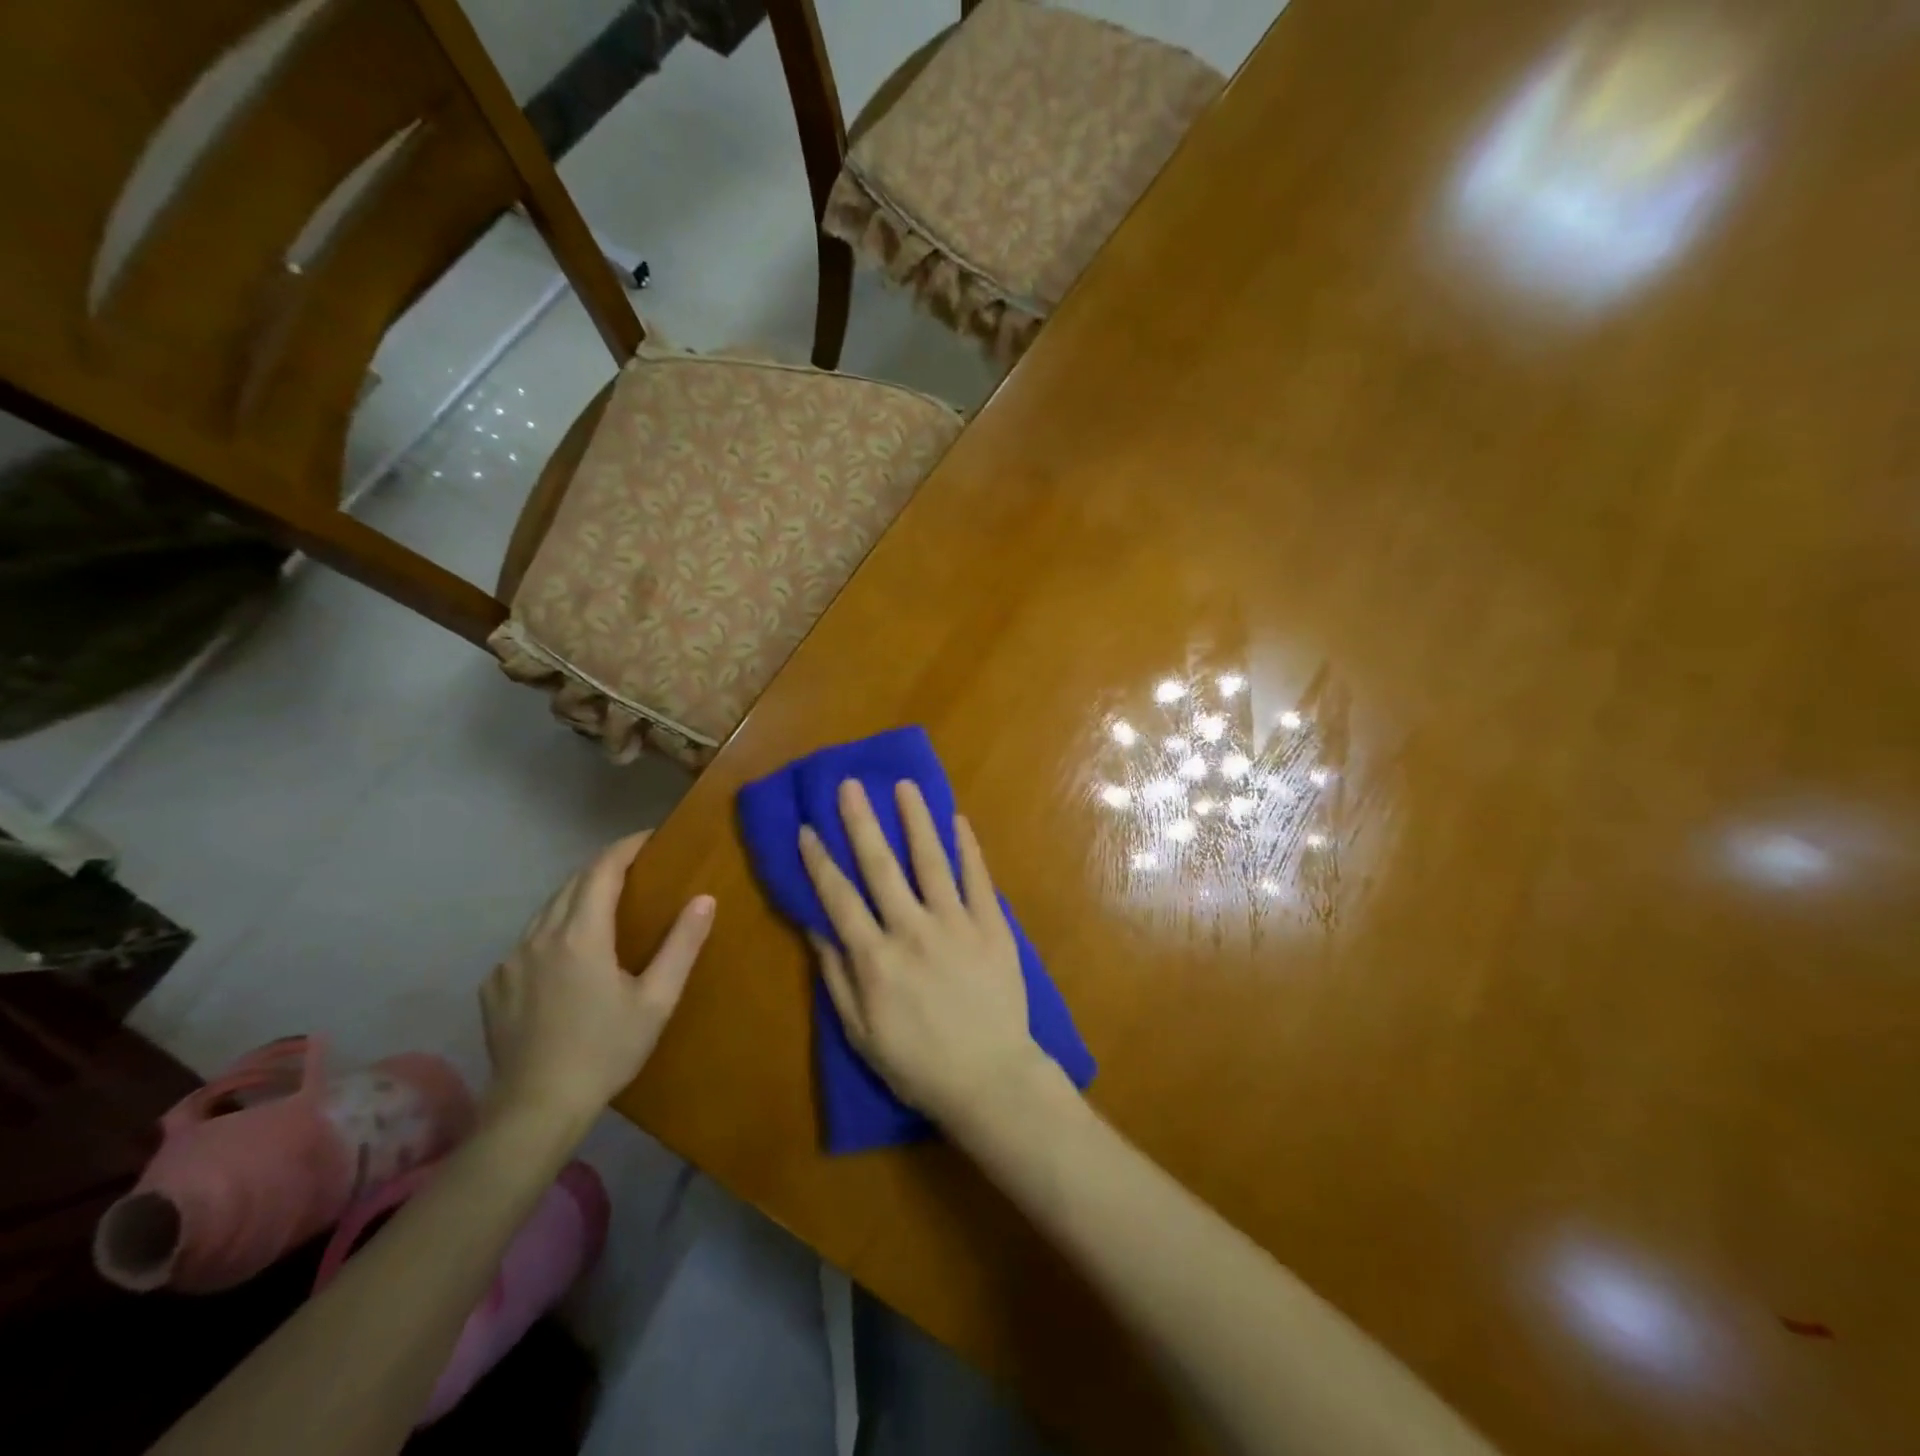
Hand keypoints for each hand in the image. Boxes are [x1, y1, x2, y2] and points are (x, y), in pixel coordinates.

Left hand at [481, 832, 713, 1127]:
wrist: (536, 1109)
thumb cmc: (606, 1050)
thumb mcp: (657, 1000)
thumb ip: (682, 945)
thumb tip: (705, 899)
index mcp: (581, 934)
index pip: (603, 869)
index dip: (627, 847)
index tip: (652, 838)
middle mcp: (540, 936)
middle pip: (573, 883)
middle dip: (605, 866)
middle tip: (638, 866)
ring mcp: (511, 960)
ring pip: (548, 909)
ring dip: (579, 895)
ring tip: (607, 902)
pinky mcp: (495, 984)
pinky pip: (528, 939)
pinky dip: (554, 929)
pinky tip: (568, 952)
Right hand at [798, 780, 1045, 1129]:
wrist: (990, 1079)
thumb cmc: (918, 1063)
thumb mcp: (861, 1032)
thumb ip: (836, 977)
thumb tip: (815, 928)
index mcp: (875, 958)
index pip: (839, 898)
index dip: (819, 861)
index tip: (807, 828)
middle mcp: (911, 930)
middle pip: (880, 866)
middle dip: (861, 822)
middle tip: (850, 785)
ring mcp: (955, 923)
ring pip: (931, 860)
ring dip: (916, 820)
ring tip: (905, 785)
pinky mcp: (991, 925)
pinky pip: (977, 878)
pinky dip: (968, 847)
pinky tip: (958, 819)